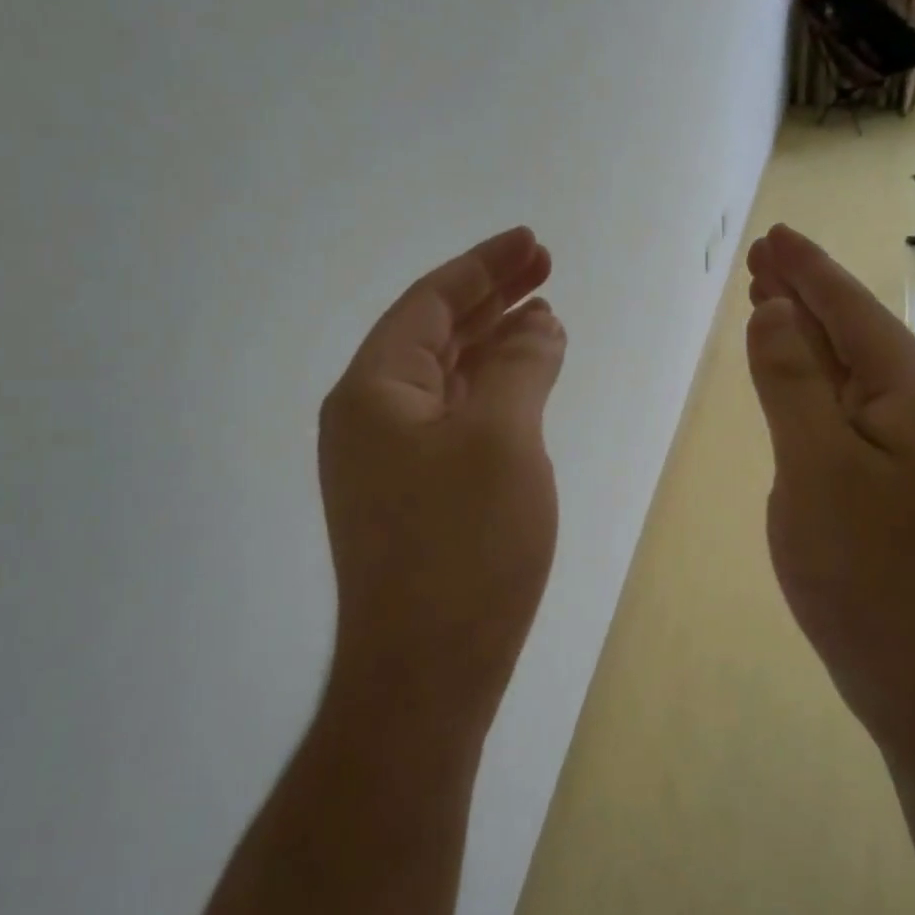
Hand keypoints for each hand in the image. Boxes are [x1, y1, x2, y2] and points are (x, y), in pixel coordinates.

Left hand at [318, 227, 566, 735]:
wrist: (426, 672)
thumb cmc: (464, 547)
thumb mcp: (503, 439)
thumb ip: (522, 367)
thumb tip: (539, 323)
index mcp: (373, 389)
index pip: (429, 302)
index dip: (483, 266)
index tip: (532, 242)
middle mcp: (369, 415)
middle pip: (435, 334)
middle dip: (491, 297)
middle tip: (546, 267)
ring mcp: (387, 458)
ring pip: (447, 377)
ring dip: (494, 343)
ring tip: (545, 315)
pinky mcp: (412, 494)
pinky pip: (454, 419)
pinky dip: (492, 392)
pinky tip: (526, 383)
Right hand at [745, 225, 914, 750]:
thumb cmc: (868, 573)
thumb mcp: (816, 469)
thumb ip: (792, 383)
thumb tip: (775, 311)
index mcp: (914, 396)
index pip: (851, 311)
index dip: (808, 270)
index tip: (774, 235)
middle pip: (857, 335)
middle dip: (808, 294)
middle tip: (763, 261)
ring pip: (856, 374)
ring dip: (812, 336)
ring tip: (771, 304)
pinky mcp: (905, 486)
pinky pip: (856, 413)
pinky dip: (821, 384)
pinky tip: (802, 382)